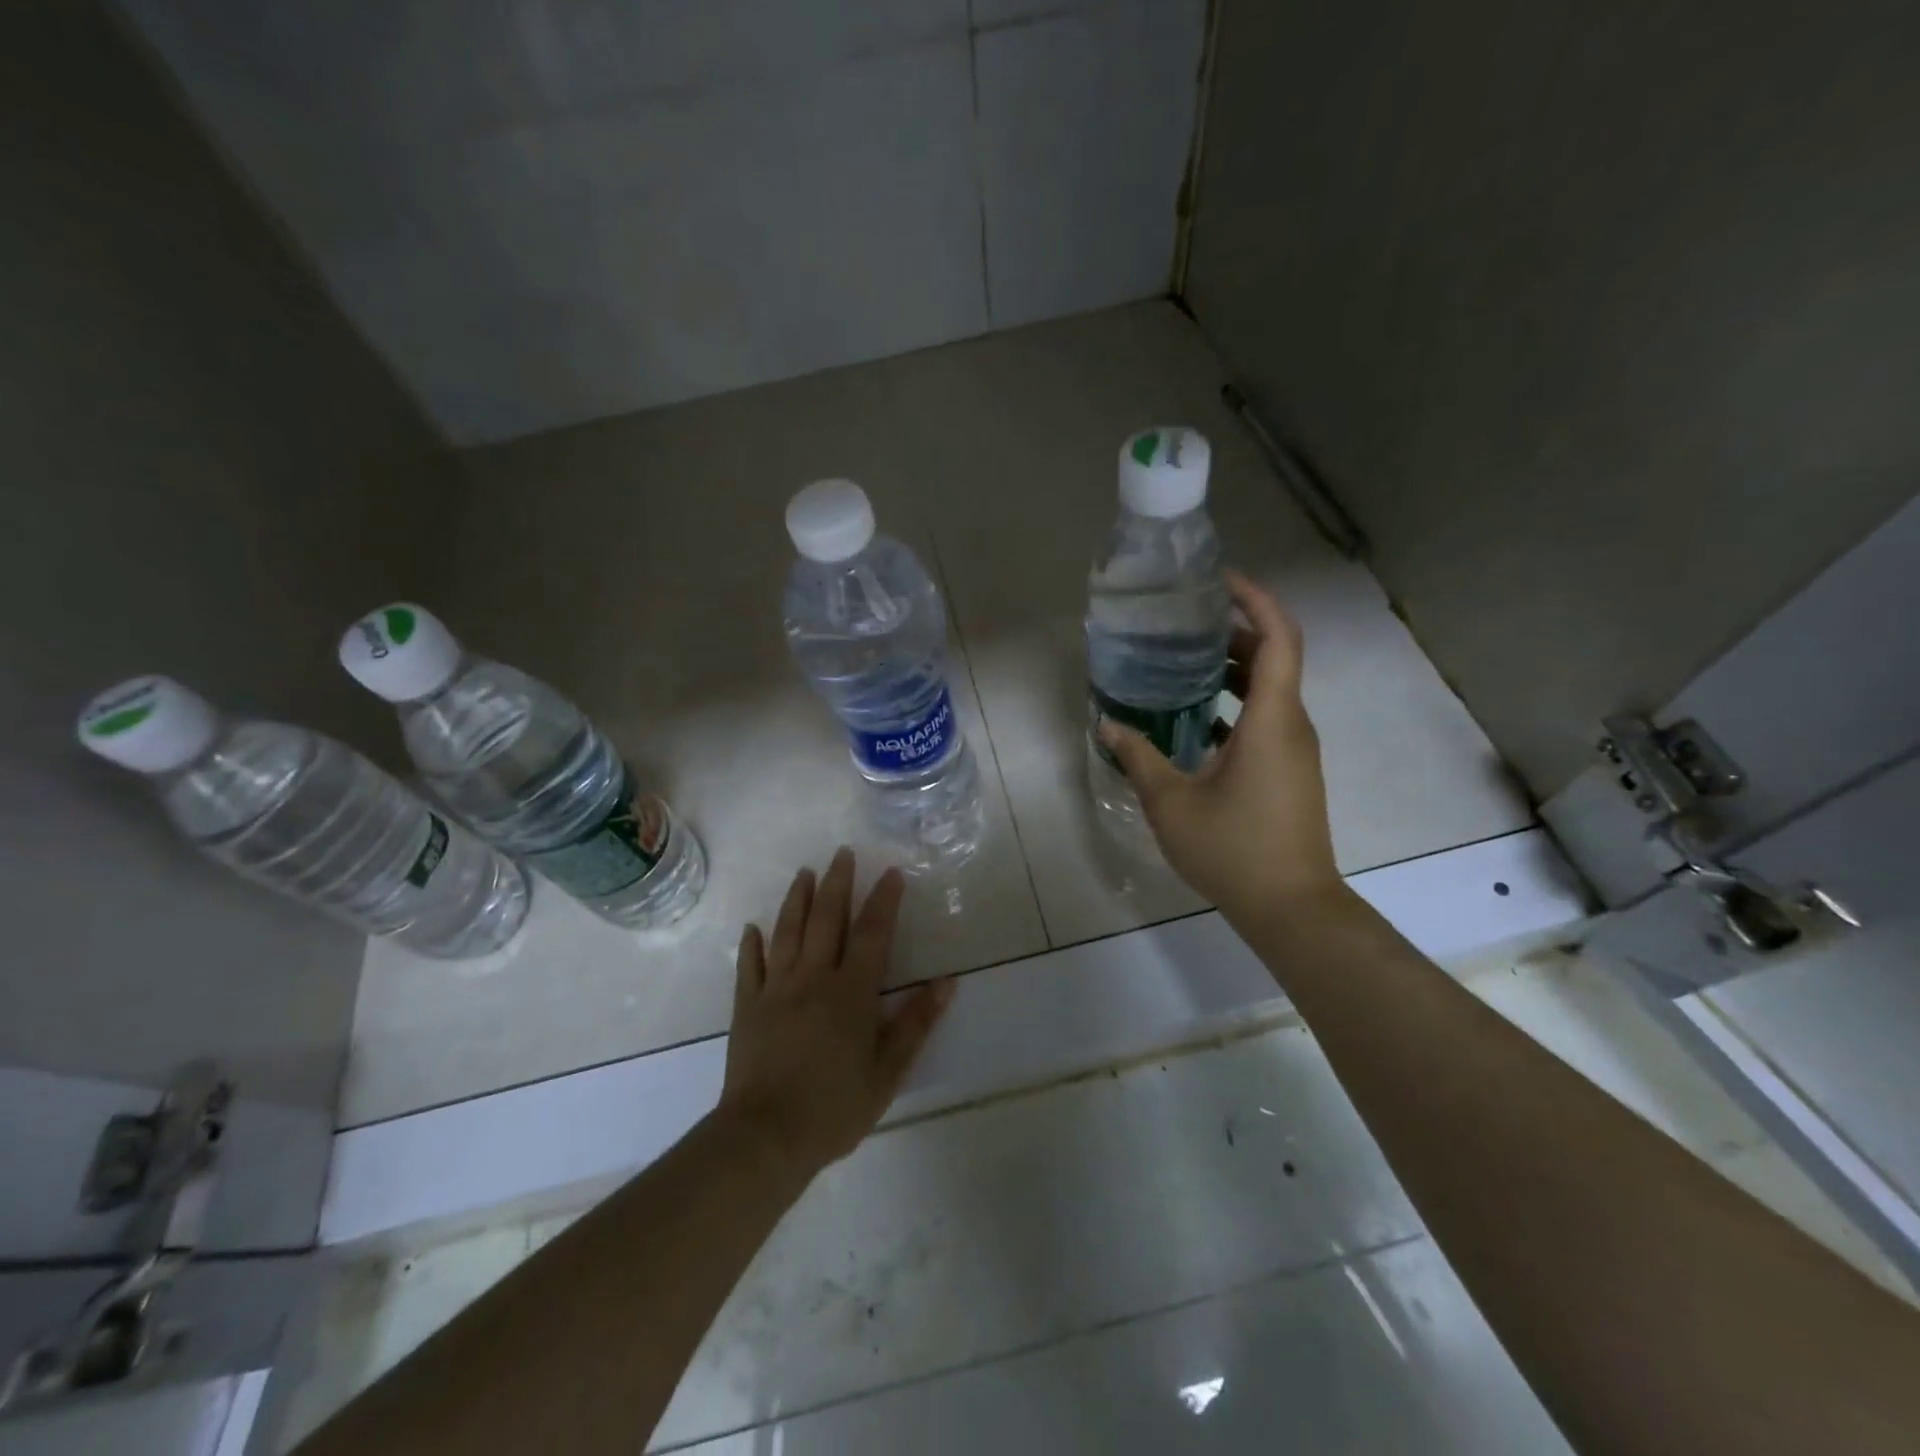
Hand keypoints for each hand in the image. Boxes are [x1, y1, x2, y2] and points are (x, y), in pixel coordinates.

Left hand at [717, 848, 954, 1178]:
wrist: (765, 1138)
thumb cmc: (834, 1107)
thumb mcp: (888, 1072)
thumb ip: (916, 1023)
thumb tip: (947, 982)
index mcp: (851, 992)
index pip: (872, 934)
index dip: (884, 901)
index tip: (892, 873)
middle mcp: (812, 979)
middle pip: (826, 920)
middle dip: (837, 883)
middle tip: (842, 853)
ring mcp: (775, 990)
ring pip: (787, 933)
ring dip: (797, 899)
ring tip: (804, 873)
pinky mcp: (747, 1008)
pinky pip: (749, 967)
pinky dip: (751, 945)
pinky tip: (753, 928)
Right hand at [1098, 570, 1340, 921]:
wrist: (1291, 908)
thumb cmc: (1233, 849)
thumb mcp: (1171, 802)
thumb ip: (1138, 757)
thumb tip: (1107, 724)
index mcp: (1272, 720)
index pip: (1278, 638)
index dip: (1255, 600)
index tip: (1218, 581)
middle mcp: (1292, 726)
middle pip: (1274, 657)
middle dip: (1232, 632)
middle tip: (1183, 623)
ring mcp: (1295, 751)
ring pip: (1270, 690)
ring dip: (1231, 670)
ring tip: (1180, 664)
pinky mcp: (1290, 772)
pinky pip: (1266, 719)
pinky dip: (1234, 704)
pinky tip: (1192, 720)